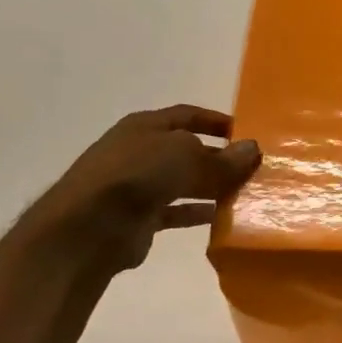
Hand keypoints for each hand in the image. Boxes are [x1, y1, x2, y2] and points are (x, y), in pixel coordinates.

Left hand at [20, 105, 259, 274]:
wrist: (89, 227)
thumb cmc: (137, 174)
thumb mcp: (187, 156)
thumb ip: (223, 157)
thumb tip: (252, 149)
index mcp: (145, 125)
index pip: (188, 115)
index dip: (217, 121)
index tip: (246, 132)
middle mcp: (140, 151)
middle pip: (187, 150)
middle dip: (218, 157)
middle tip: (252, 168)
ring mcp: (136, 186)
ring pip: (183, 182)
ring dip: (211, 186)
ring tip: (243, 193)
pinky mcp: (138, 218)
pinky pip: (175, 211)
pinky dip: (196, 213)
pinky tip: (220, 217)